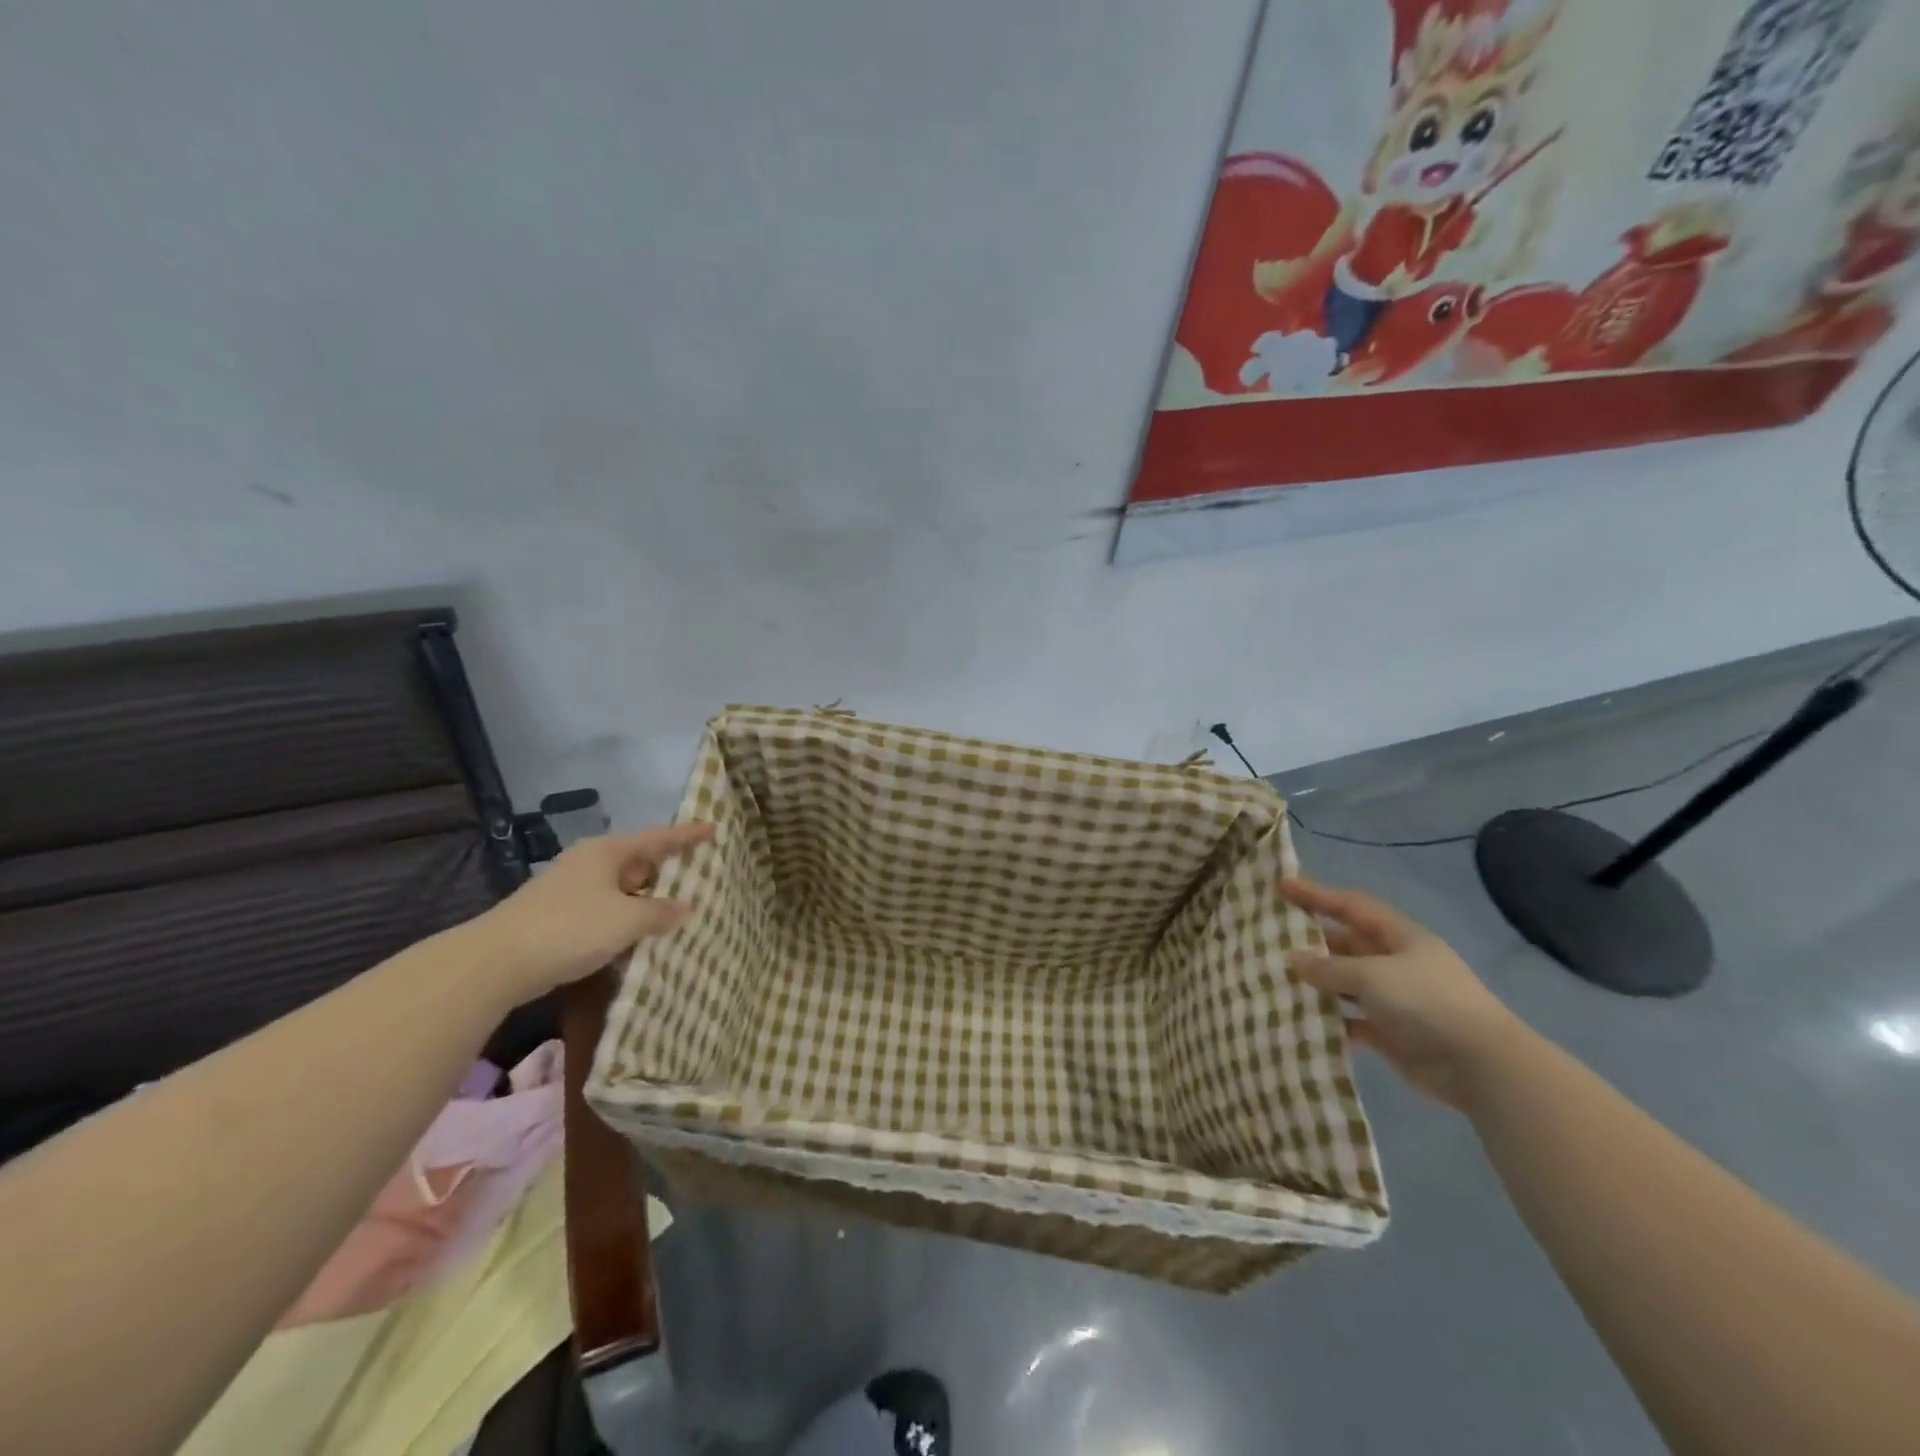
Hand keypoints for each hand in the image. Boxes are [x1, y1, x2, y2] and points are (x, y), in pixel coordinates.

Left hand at [474, 824, 715, 1003]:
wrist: (496, 962)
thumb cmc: (570, 928)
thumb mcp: (626, 920)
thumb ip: (660, 913)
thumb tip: (684, 907)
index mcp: (608, 852)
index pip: (658, 838)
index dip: (688, 835)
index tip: (714, 829)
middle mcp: (590, 863)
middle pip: (639, 862)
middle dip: (667, 871)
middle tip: (700, 876)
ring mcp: (571, 890)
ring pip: (621, 889)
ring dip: (646, 900)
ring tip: (677, 911)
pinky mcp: (559, 917)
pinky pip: (606, 911)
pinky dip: (626, 920)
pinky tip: (639, 937)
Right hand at [1280, 876, 1525, 1107]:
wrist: (1480, 1066)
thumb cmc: (1425, 1002)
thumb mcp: (1372, 975)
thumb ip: (1329, 968)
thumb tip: (1294, 959)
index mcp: (1400, 937)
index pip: (1351, 906)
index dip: (1316, 894)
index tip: (1281, 885)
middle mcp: (1397, 963)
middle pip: (1346, 944)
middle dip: (1312, 941)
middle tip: (1271, 938)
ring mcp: (1395, 999)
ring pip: (1346, 983)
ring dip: (1317, 983)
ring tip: (1277, 980)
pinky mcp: (1392, 1033)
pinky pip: (1352, 1019)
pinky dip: (1330, 1019)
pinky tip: (1303, 1020)